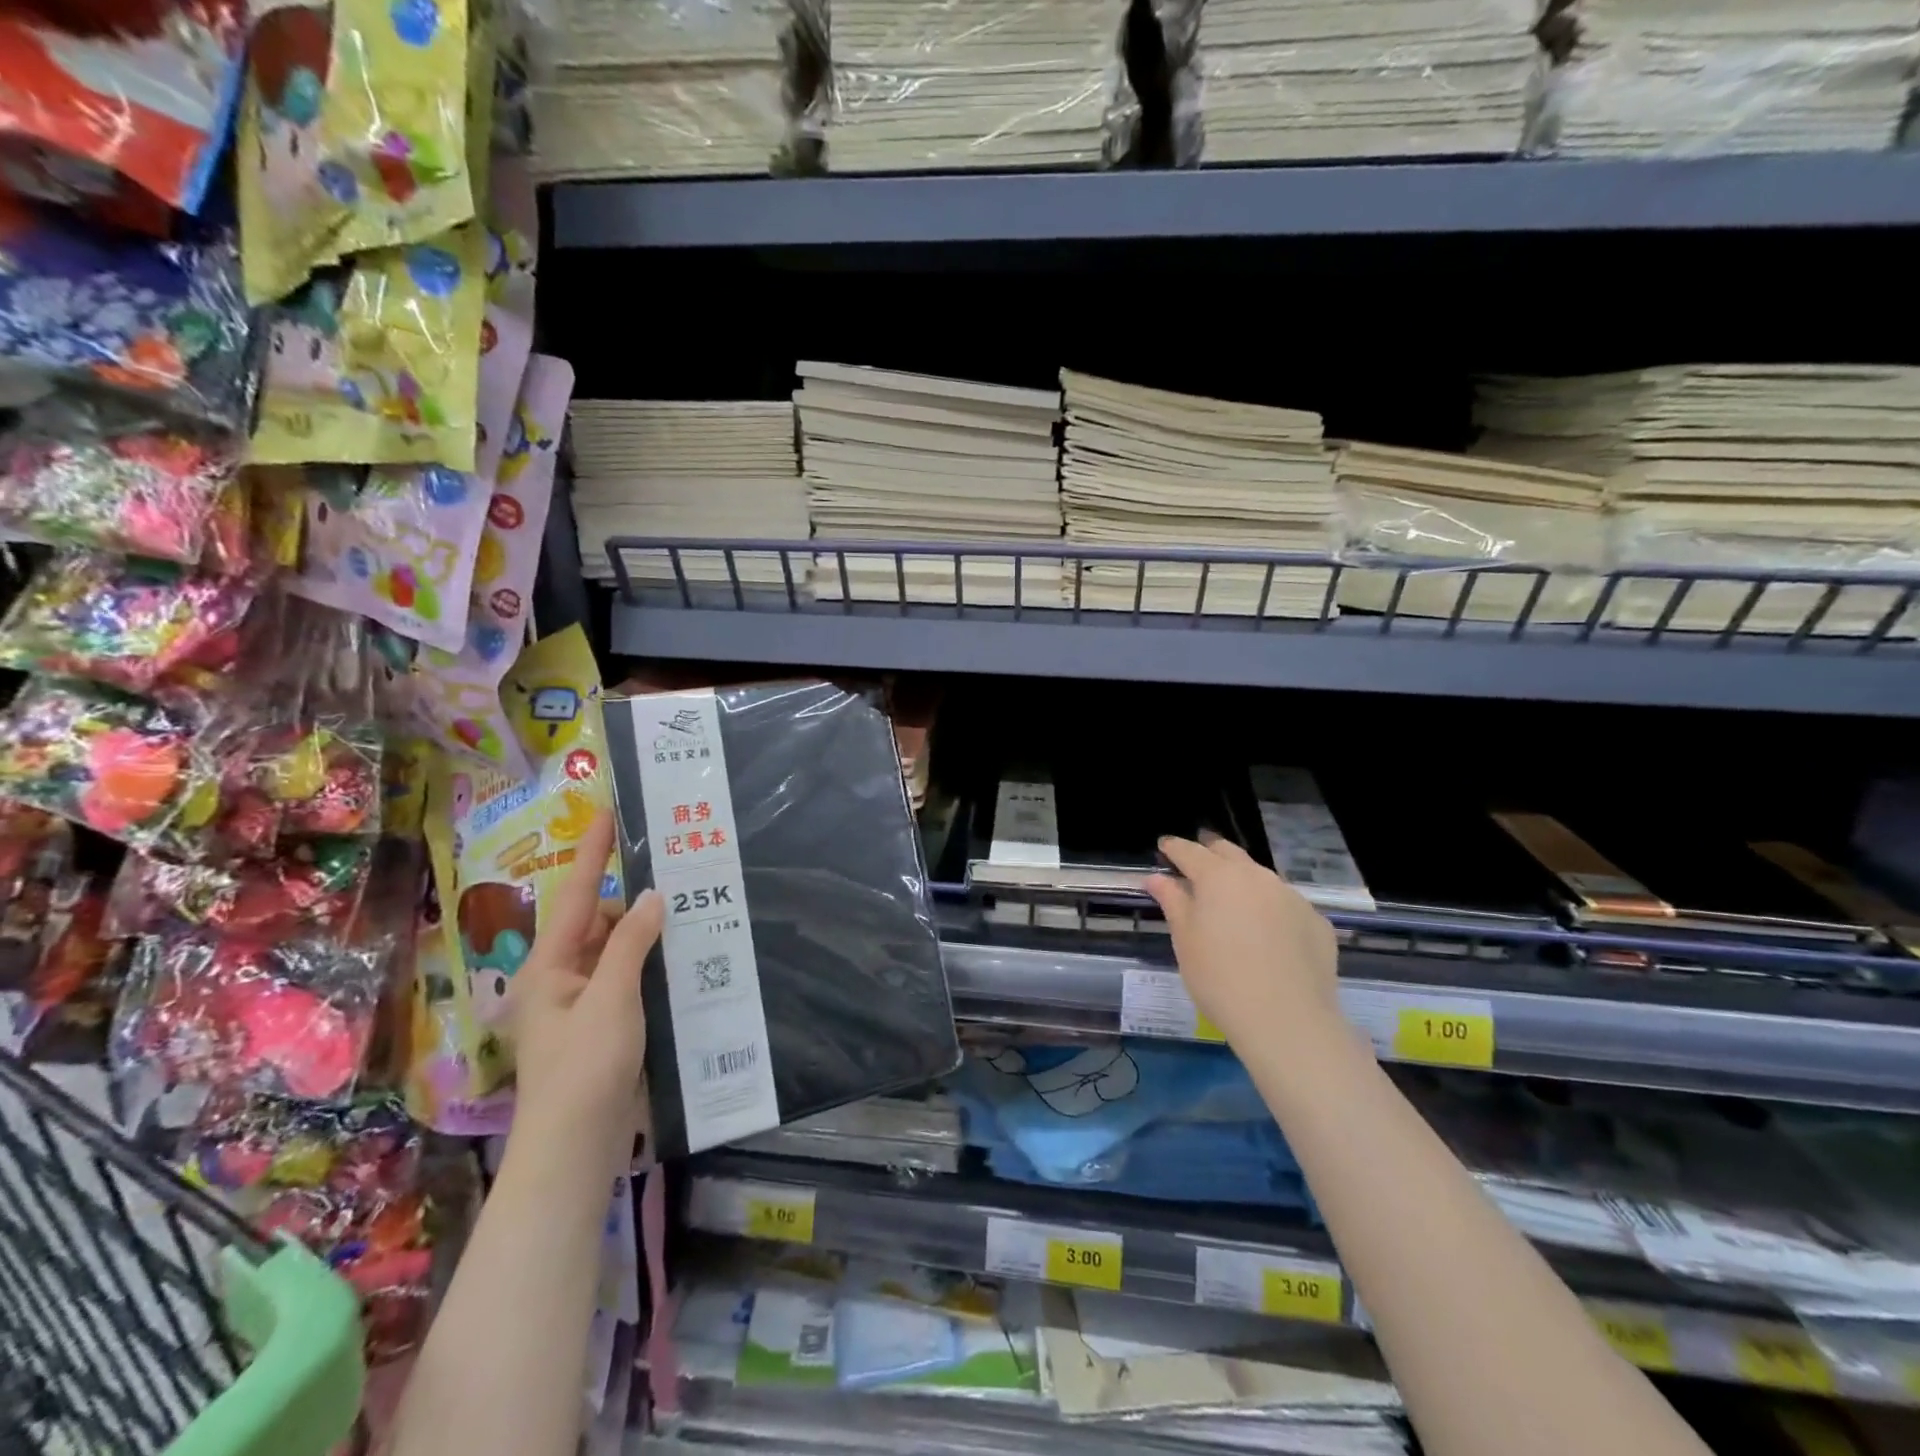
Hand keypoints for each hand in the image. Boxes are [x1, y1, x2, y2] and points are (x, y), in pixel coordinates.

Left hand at [506, 810, 661, 1162]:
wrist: (575, 1148)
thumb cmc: (585, 1067)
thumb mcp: (611, 997)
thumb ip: (631, 942)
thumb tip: (652, 895)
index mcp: (548, 965)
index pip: (574, 894)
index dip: (594, 851)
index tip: (608, 811)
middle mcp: (560, 977)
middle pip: (598, 921)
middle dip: (633, 899)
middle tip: (677, 874)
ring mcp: (582, 1003)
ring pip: (617, 950)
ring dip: (646, 933)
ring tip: (689, 911)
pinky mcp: (603, 1024)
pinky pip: (628, 977)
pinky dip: (651, 963)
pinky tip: (684, 958)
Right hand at [1144, 834, 1340, 1048]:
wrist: (1287, 1021)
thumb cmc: (1220, 978)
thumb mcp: (1185, 939)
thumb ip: (1172, 901)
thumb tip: (1156, 878)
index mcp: (1219, 877)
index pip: (1190, 852)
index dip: (1174, 848)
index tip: (1164, 846)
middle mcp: (1257, 877)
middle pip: (1229, 854)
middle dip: (1210, 852)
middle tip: (1197, 859)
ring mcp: (1292, 897)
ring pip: (1261, 878)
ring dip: (1242, 880)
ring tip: (1232, 896)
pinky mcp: (1316, 922)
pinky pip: (1286, 905)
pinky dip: (1270, 909)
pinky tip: (1267, 932)